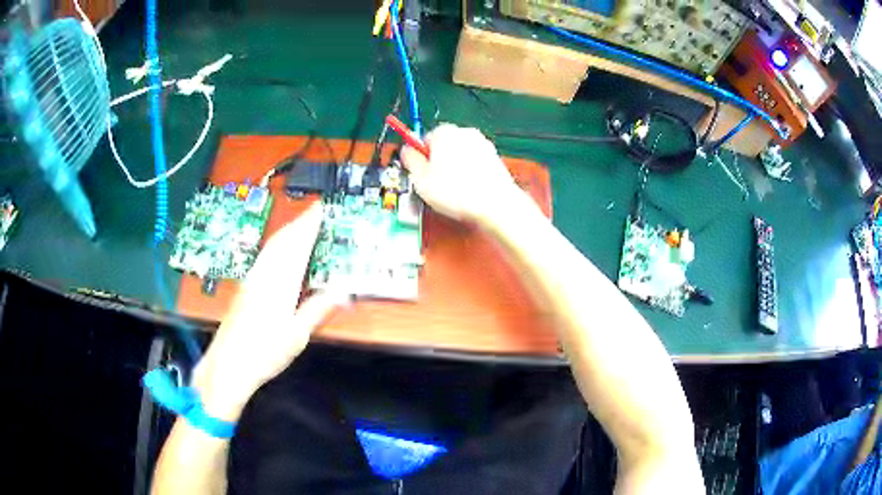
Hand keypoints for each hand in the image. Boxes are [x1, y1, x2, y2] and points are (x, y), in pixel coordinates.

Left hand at [192, 202, 349, 420]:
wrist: (229, 364)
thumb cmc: (264, 352)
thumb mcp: (297, 335)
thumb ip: (317, 309)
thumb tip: (342, 292)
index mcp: (279, 283)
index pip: (297, 245)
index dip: (309, 225)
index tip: (320, 208)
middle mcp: (264, 275)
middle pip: (282, 240)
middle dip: (299, 223)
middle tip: (314, 211)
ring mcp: (252, 280)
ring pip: (271, 247)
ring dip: (287, 231)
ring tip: (300, 224)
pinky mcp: (245, 288)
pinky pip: (264, 256)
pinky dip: (276, 245)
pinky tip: (277, 251)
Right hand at [400, 124, 523, 226]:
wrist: (494, 204)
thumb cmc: (458, 192)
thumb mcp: (420, 179)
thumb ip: (410, 160)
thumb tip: (406, 152)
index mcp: (444, 132)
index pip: (424, 139)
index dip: (420, 157)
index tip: (419, 172)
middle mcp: (464, 133)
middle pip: (443, 145)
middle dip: (438, 161)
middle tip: (433, 183)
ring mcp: (482, 144)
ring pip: (460, 154)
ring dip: (454, 168)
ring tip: (452, 190)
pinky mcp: (494, 158)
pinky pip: (475, 163)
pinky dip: (470, 173)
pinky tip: (467, 190)